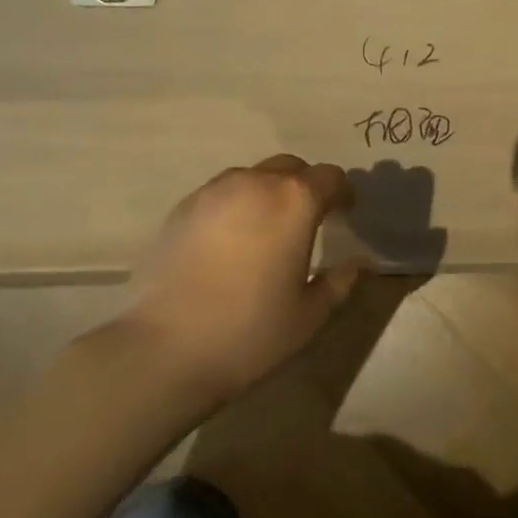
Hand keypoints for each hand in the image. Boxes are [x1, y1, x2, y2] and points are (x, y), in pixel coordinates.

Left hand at [123, 155, 363, 402]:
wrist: (162, 350)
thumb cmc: (249, 331)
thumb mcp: (309, 316)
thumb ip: (338, 282)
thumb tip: (354, 264)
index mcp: (296, 200)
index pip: (331, 177)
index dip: (342, 194)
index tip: (344, 215)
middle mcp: (257, 182)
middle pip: (291, 167)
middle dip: (305, 187)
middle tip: (307, 220)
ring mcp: (215, 191)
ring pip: (253, 177)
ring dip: (267, 193)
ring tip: (264, 228)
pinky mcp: (182, 208)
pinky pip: (220, 194)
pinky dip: (234, 207)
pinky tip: (228, 242)